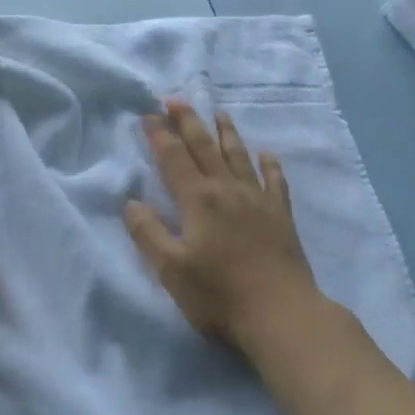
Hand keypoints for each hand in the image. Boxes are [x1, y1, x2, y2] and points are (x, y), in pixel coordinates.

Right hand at [125, 101, 320, 351]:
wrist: (283, 316)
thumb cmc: (220, 295)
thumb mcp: (172, 270)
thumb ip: (149, 234)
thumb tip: (131, 202)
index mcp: (198, 200)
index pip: (174, 158)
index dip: (159, 135)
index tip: (148, 114)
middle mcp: (227, 190)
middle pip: (204, 147)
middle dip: (188, 121)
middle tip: (176, 99)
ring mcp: (258, 200)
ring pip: (239, 156)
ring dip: (226, 132)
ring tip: (219, 112)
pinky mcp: (281, 216)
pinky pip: (275, 181)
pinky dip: (270, 165)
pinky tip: (267, 154)